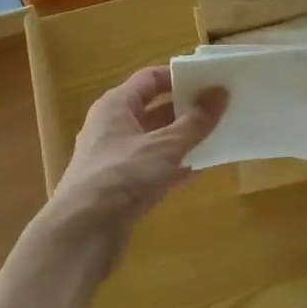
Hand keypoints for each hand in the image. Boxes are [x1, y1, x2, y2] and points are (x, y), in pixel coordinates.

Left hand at [50, 67, 226, 234]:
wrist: (85, 231)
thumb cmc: (122, 175)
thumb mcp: (165, 146)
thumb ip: (195, 122)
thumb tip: (221, 93)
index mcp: (116, 106)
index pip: (149, 79)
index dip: (179, 77)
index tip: (210, 80)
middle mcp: (113, 128)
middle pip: (154, 110)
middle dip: (186, 110)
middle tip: (221, 108)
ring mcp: (116, 159)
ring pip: (155, 142)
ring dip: (183, 140)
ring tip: (217, 136)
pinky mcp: (122, 187)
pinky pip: (153, 169)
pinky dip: (174, 168)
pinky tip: (198, 171)